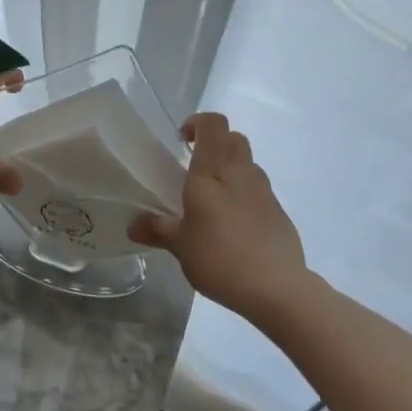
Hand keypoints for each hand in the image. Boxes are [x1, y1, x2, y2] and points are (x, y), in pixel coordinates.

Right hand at [130, 113, 309, 322]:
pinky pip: (259, 190)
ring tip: (214, 198)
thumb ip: (157, 230)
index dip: (198, 122)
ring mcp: (264, 191)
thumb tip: (132, 225)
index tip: (182, 140)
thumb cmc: (219, 259)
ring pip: (248, 163)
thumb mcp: (180, 246)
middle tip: (196, 166)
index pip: (213, 124)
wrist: (276, 287)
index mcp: (212, 173)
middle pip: (234, 138)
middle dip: (215, 143)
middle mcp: (240, 173)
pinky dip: (245, 195)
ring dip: (232, 169)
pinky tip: (234, 224)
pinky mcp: (279, 212)